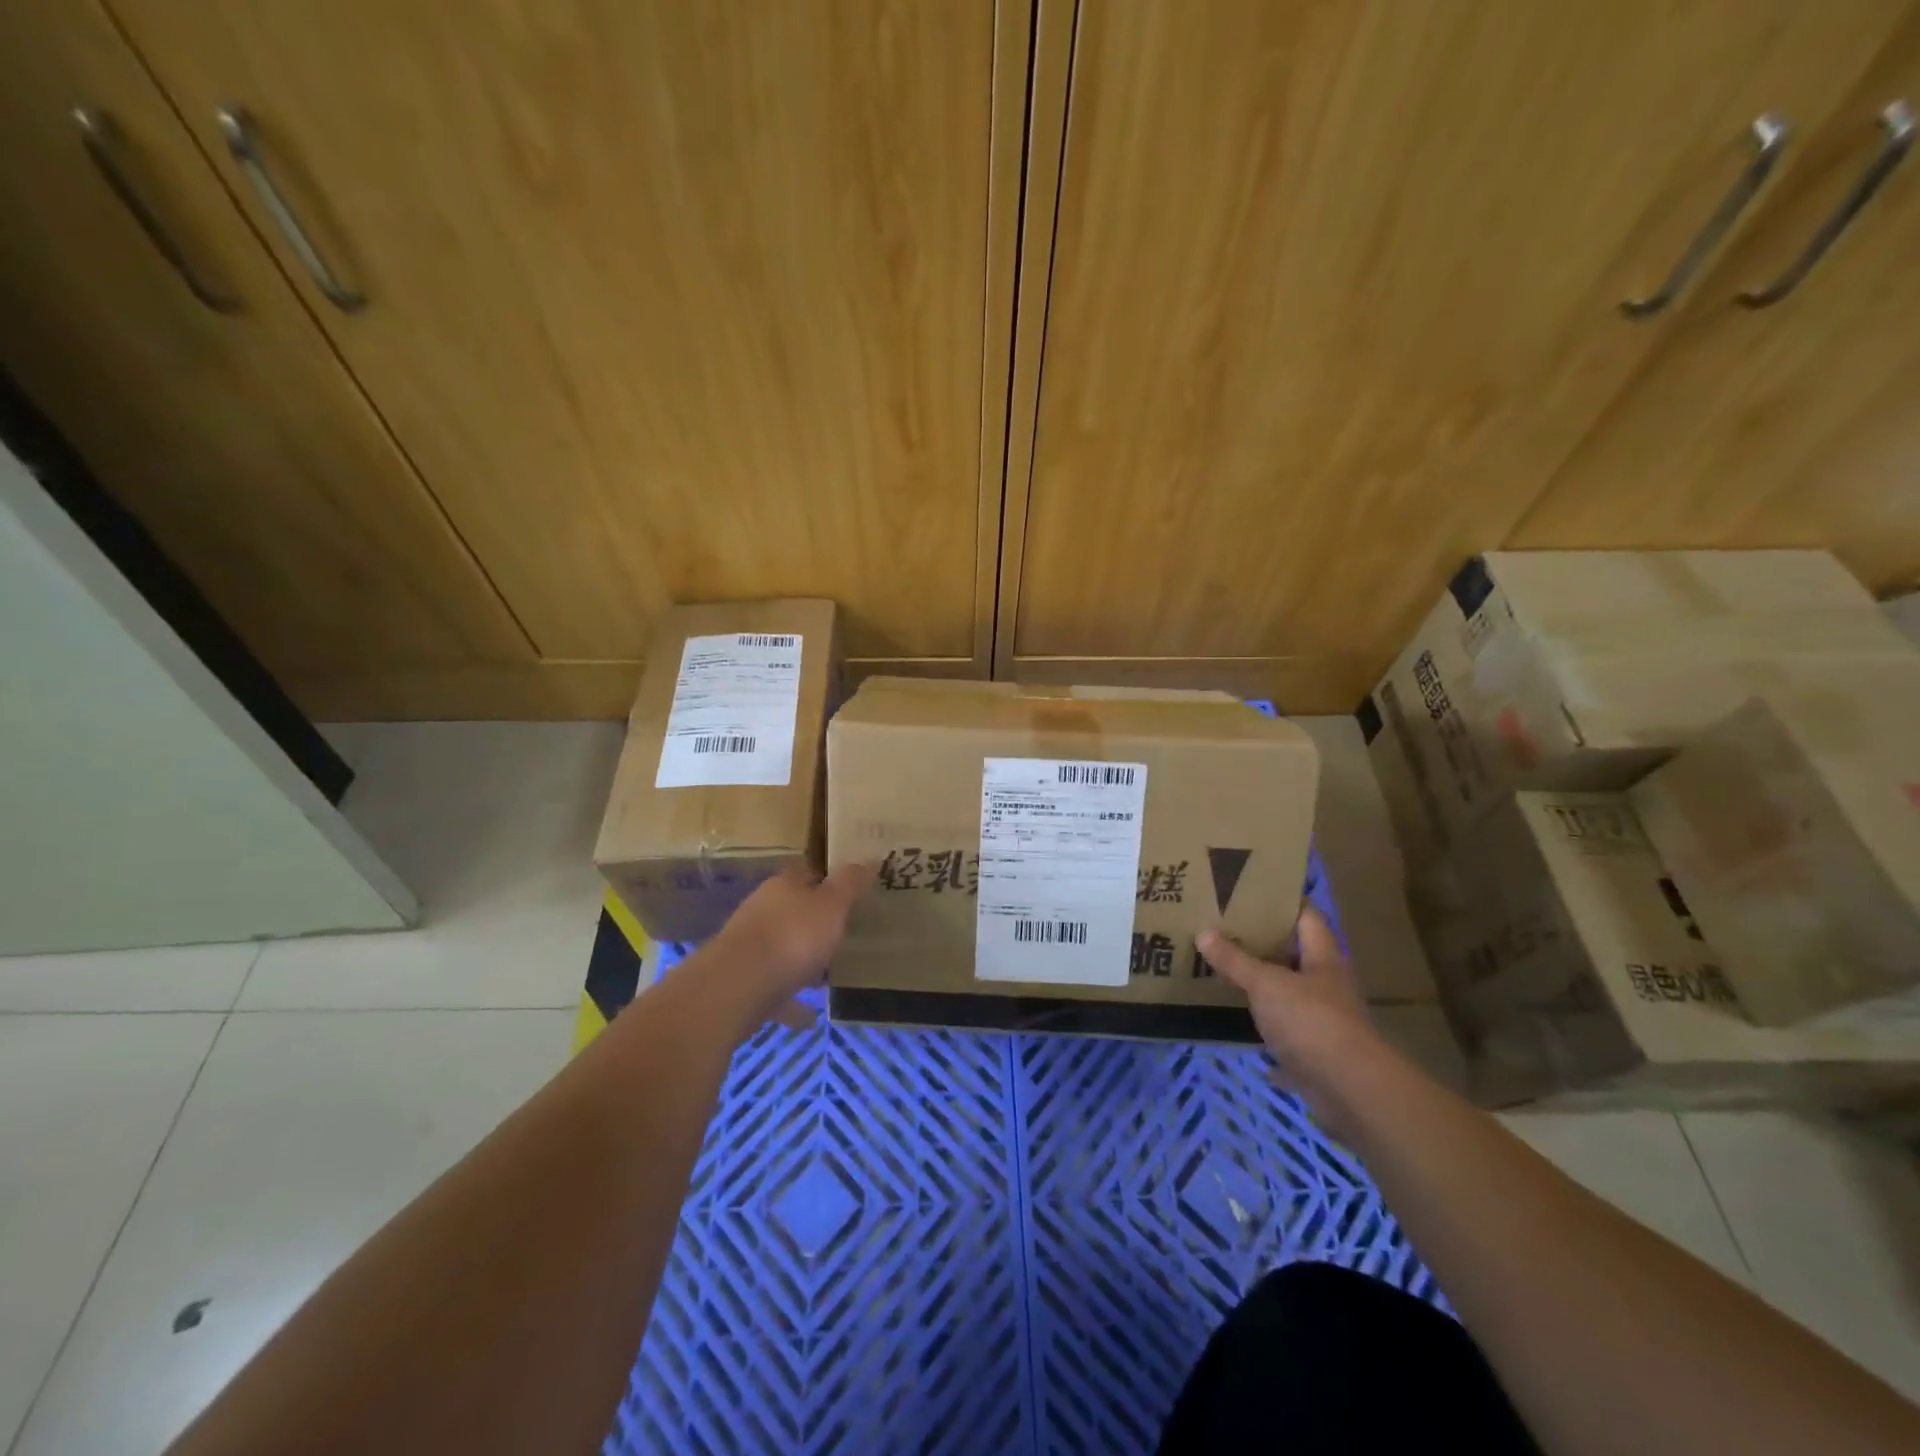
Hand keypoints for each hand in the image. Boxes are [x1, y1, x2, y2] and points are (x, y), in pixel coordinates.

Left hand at [707, 864, 873, 1026]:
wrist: (737, 987)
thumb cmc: (793, 936)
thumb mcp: (832, 905)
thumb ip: (850, 884)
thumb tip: (868, 860)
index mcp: (784, 886)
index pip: (808, 874)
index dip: (828, 882)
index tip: (850, 896)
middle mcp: (762, 910)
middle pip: (792, 911)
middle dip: (813, 923)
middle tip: (841, 936)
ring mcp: (747, 947)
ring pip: (780, 949)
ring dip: (800, 960)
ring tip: (826, 977)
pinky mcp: (741, 982)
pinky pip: (774, 988)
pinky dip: (790, 1000)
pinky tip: (808, 1016)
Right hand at [1198, 907, 1380, 1127]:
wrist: (1349, 1090)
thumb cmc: (1311, 1021)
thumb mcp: (1265, 983)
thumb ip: (1235, 960)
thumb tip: (1202, 932)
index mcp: (1323, 958)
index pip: (1306, 917)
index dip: (1281, 903)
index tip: (1249, 893)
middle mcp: (1327, 984)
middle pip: (1295, 955)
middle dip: (1262, 945)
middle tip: (1224, 930)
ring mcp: (1324, 1020)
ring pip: (1288, 993)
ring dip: (1262, 986)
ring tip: (1223, 970)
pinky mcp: (1315, 1051)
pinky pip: (1284, 1031)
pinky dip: (1263, 1027)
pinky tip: (1236, 1020)